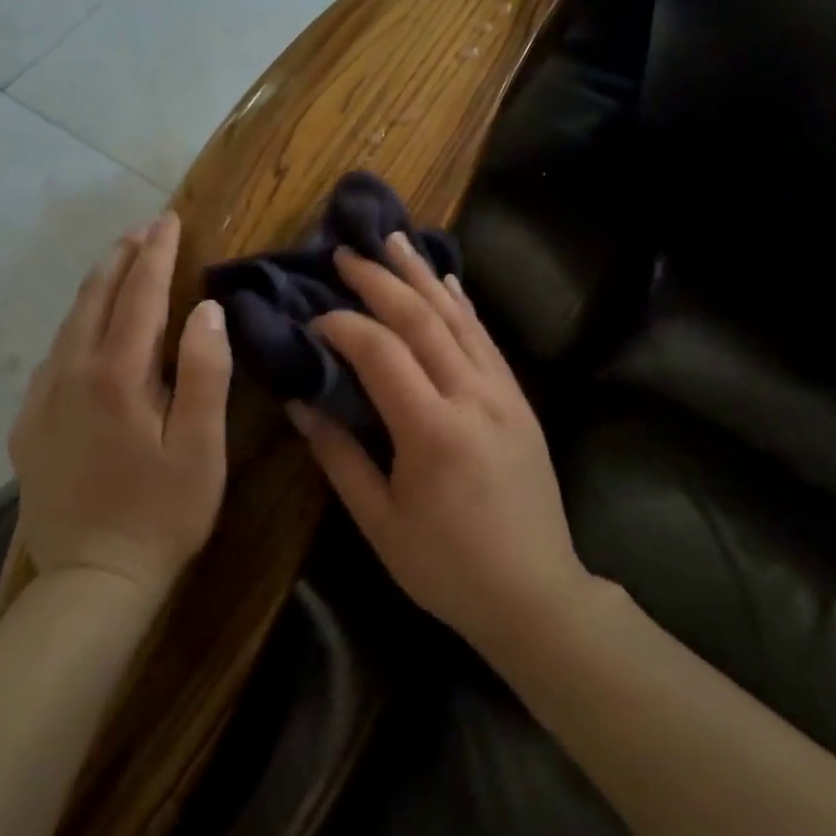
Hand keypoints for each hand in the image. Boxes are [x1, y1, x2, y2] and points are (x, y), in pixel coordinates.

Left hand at [8, 212, 231, 595]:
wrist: (89, 582)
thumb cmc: (162, 513)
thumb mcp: (201, 448)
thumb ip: (206, 373)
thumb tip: (207, 309)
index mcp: (117, 376)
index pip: (139, 295)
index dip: (156, 255)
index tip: (168, 221)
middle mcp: (71, 374)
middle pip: (95, 298)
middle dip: (121, 258)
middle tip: (143, 229)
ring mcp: (42, 400)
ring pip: (69, 324)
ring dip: (97, 286)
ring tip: (119, 263)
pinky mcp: (28, 426)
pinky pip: (53, 356)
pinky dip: (75, 326)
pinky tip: (87, 330)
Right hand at [286, 233, 590, 655]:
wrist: (536, 595)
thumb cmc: (447, 568)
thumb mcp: (380, 523)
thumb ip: (338, 457)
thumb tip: (299, 402)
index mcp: (432, 430)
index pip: (380, 352)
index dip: (343, 326)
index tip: (313, 318)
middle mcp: (471, 397)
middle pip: (422, 319)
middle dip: (380, 280)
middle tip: (347, 252)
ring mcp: (502, 394)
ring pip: (458, 318)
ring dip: (423, 276)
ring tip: (395, 240)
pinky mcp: (519, 400)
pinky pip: (486, 339)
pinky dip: (463, 304)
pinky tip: (447, 281)